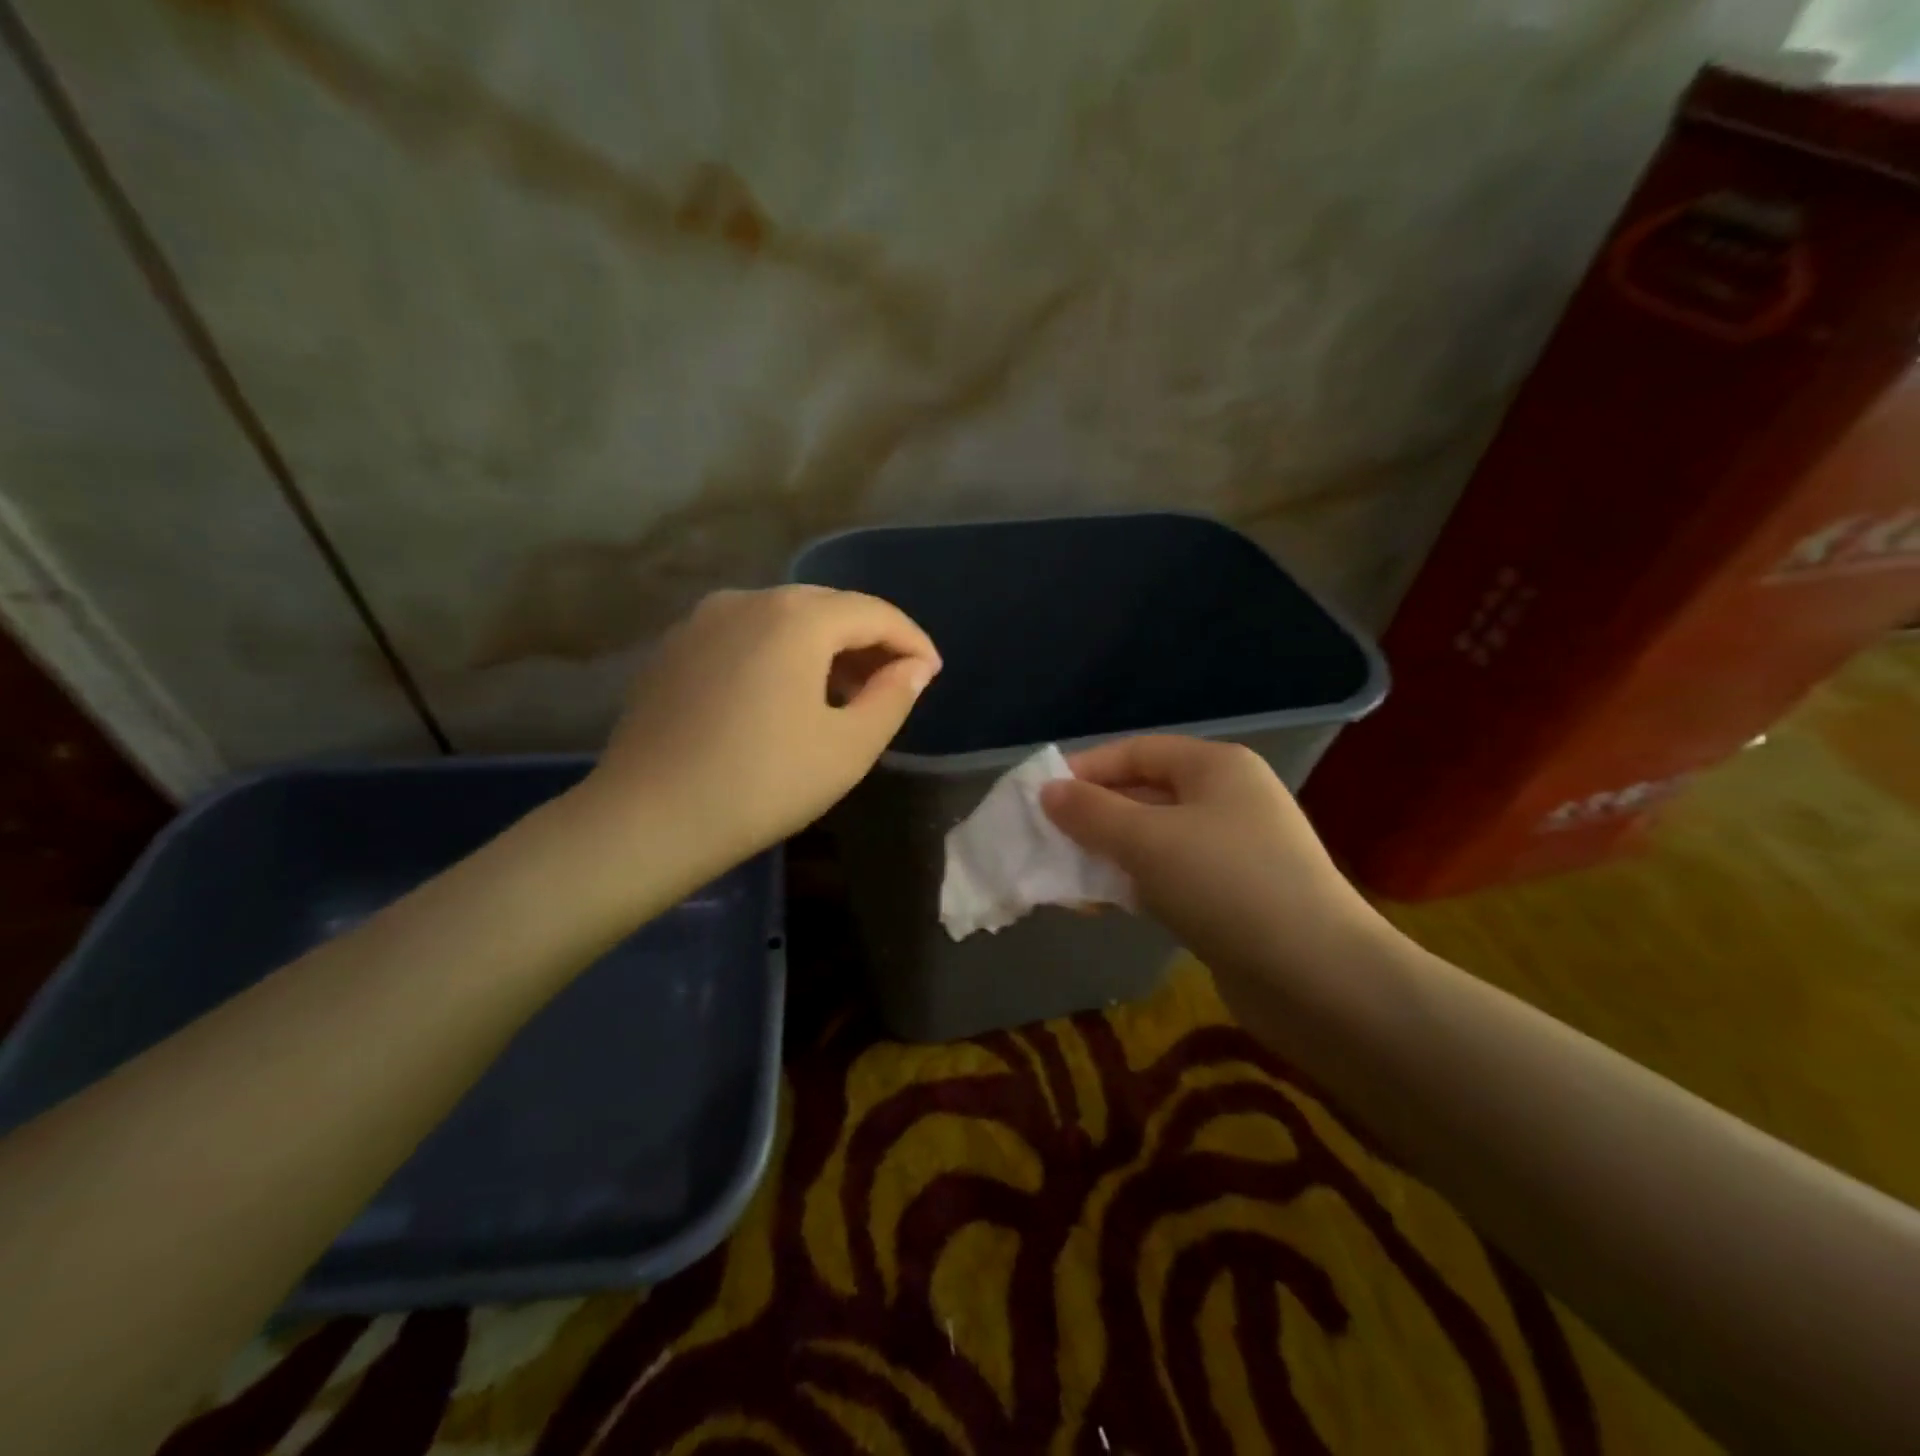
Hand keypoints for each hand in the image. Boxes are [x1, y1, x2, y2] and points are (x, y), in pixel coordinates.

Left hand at [581, 586, 939, 871]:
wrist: (649, 818)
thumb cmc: (764, 784)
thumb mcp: (847, 748)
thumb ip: (893, 697)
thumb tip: (914, 667)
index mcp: (796, 617)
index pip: (874, 613)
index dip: (911, 641)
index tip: (932, 673)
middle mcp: (748, 600)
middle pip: (828, 608)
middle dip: (868, 641)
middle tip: (893, 683)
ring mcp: (703, 621)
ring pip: (784, 619)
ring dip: (824, 648)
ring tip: (845, 693)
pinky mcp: (675, 648)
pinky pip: (746, 636)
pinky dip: (780, 655)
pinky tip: (785, 696)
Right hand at [1040, 736, 1387, 976]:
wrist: (1316, 978)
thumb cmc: (1226, 885)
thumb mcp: (1147, 840)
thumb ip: (1091, 813)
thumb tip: (1048, 791)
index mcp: (1216, 767)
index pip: (1137, 751)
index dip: (1086, 769)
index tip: (1041, 797)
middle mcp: (1227, 800)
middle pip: (1144, 794)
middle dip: (1093, 817)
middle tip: (1046, 841)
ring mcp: (1233, 851)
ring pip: (1153, 840)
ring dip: (1108, 855)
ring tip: (1062, 877)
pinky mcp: (1231, 897)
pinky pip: (1169, 877)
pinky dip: (1134, 885)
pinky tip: (1100, 905)